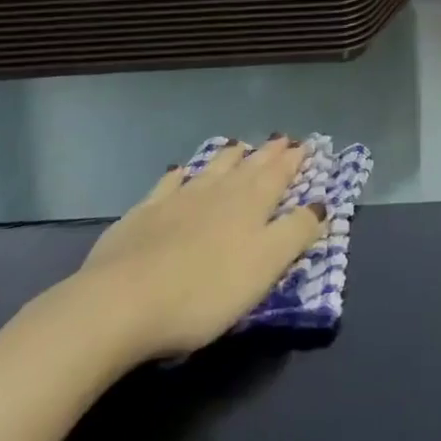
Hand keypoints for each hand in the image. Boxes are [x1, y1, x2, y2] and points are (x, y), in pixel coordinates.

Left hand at [34, 137, 325, 373]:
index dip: (294, 161)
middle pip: (249, 167)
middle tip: (281, 139)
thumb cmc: (205, 290)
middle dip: (268, 153)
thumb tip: (320, 203)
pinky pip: (169, 184)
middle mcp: (218, 191)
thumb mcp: (265, 266)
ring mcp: (178, 199)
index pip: (279, 174)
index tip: (306, 145)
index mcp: (251, 204)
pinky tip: (179, 171)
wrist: (121, 302)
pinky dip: (180, 175)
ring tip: (239, 146)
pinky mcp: (143, 214)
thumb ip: (295, 233)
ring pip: (211, 169)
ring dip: (229, 157)